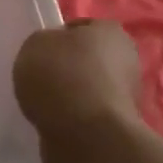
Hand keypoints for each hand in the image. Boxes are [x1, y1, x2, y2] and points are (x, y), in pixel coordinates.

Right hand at [13, 21, 155, 162]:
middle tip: (42, 78)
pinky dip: (74, 119)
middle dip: (68, 68)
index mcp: (110, 31)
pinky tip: (57, 122)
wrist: (86, 135)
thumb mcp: (35, 44)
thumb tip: (52, 53)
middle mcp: (126, 60)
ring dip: (72, 95)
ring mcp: (127, 96)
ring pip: (90, 88)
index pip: (81, 28)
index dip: (58, 38)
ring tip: (46, 104)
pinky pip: (89, 115)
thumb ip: (44, 43)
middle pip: (88, 59)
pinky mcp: (120, 127)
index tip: (40, 54)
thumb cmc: (61, 76)